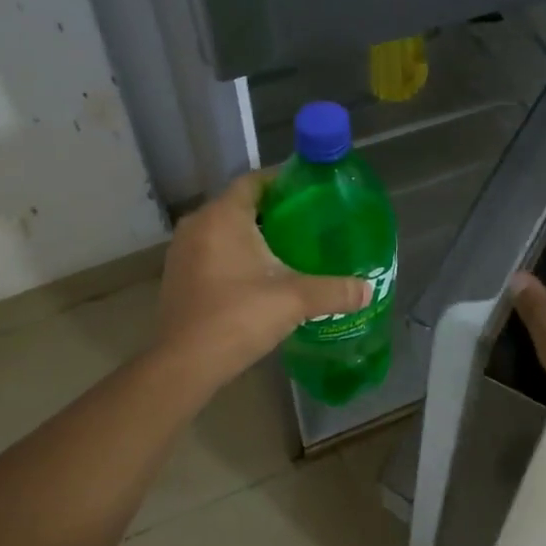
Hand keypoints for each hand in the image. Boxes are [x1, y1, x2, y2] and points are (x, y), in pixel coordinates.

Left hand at [155, 171, 370, 388]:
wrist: (184, 364)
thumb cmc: (238, 317)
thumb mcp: (294, 300)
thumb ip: (334, 290)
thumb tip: (367, 289)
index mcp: (223, 216)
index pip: (254, 180)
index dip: (283, 181)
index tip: (311, 192)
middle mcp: (198, 224)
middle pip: (241, 204)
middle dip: (274, 210)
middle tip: (309, 222)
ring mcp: (183, 250)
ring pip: (225, 228)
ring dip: (254, 234)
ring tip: (290, 248)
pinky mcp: (178, 274)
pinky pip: (212, 249)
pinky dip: (235, 253)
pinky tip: (261, 274)